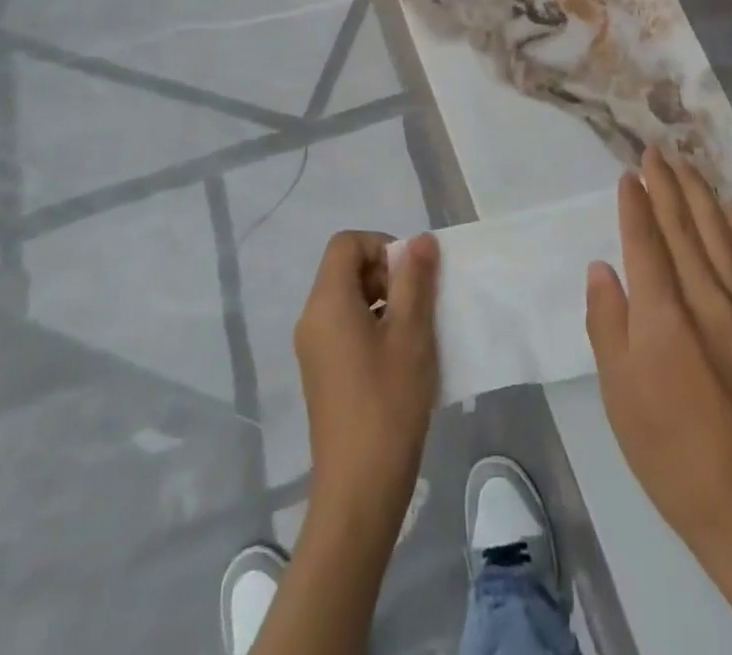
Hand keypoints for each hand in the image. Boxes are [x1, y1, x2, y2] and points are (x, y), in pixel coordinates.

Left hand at [294, 230, 439, 525]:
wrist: (359, 491)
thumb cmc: (388, 403)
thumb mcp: (411, 333)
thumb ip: (415, 279)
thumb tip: (419, 240)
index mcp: (327, 303)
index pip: (346, 243)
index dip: (382, 246)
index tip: (411, 276)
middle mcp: (312, 319)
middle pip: (346, 269)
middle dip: (386, 274)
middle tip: (419, 305)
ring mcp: (314, 349)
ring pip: (349, 299)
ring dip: (385, 301)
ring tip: (416, 333)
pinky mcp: (323, 374)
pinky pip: (347, 327)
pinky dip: (375, 327)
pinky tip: (402, 359)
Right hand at [586, 152, 731, 654]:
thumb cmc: (669, 449)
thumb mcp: (619, 392)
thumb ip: (607, 322)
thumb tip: (602, 268)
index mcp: (662, 311)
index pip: (645, 239)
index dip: (635, 202)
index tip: (629, 173)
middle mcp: (704, 295)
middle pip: (683, 225)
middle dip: (667, 183)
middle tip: (655, 149)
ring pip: (719, 232)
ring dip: (701, 194)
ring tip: (688, 164)